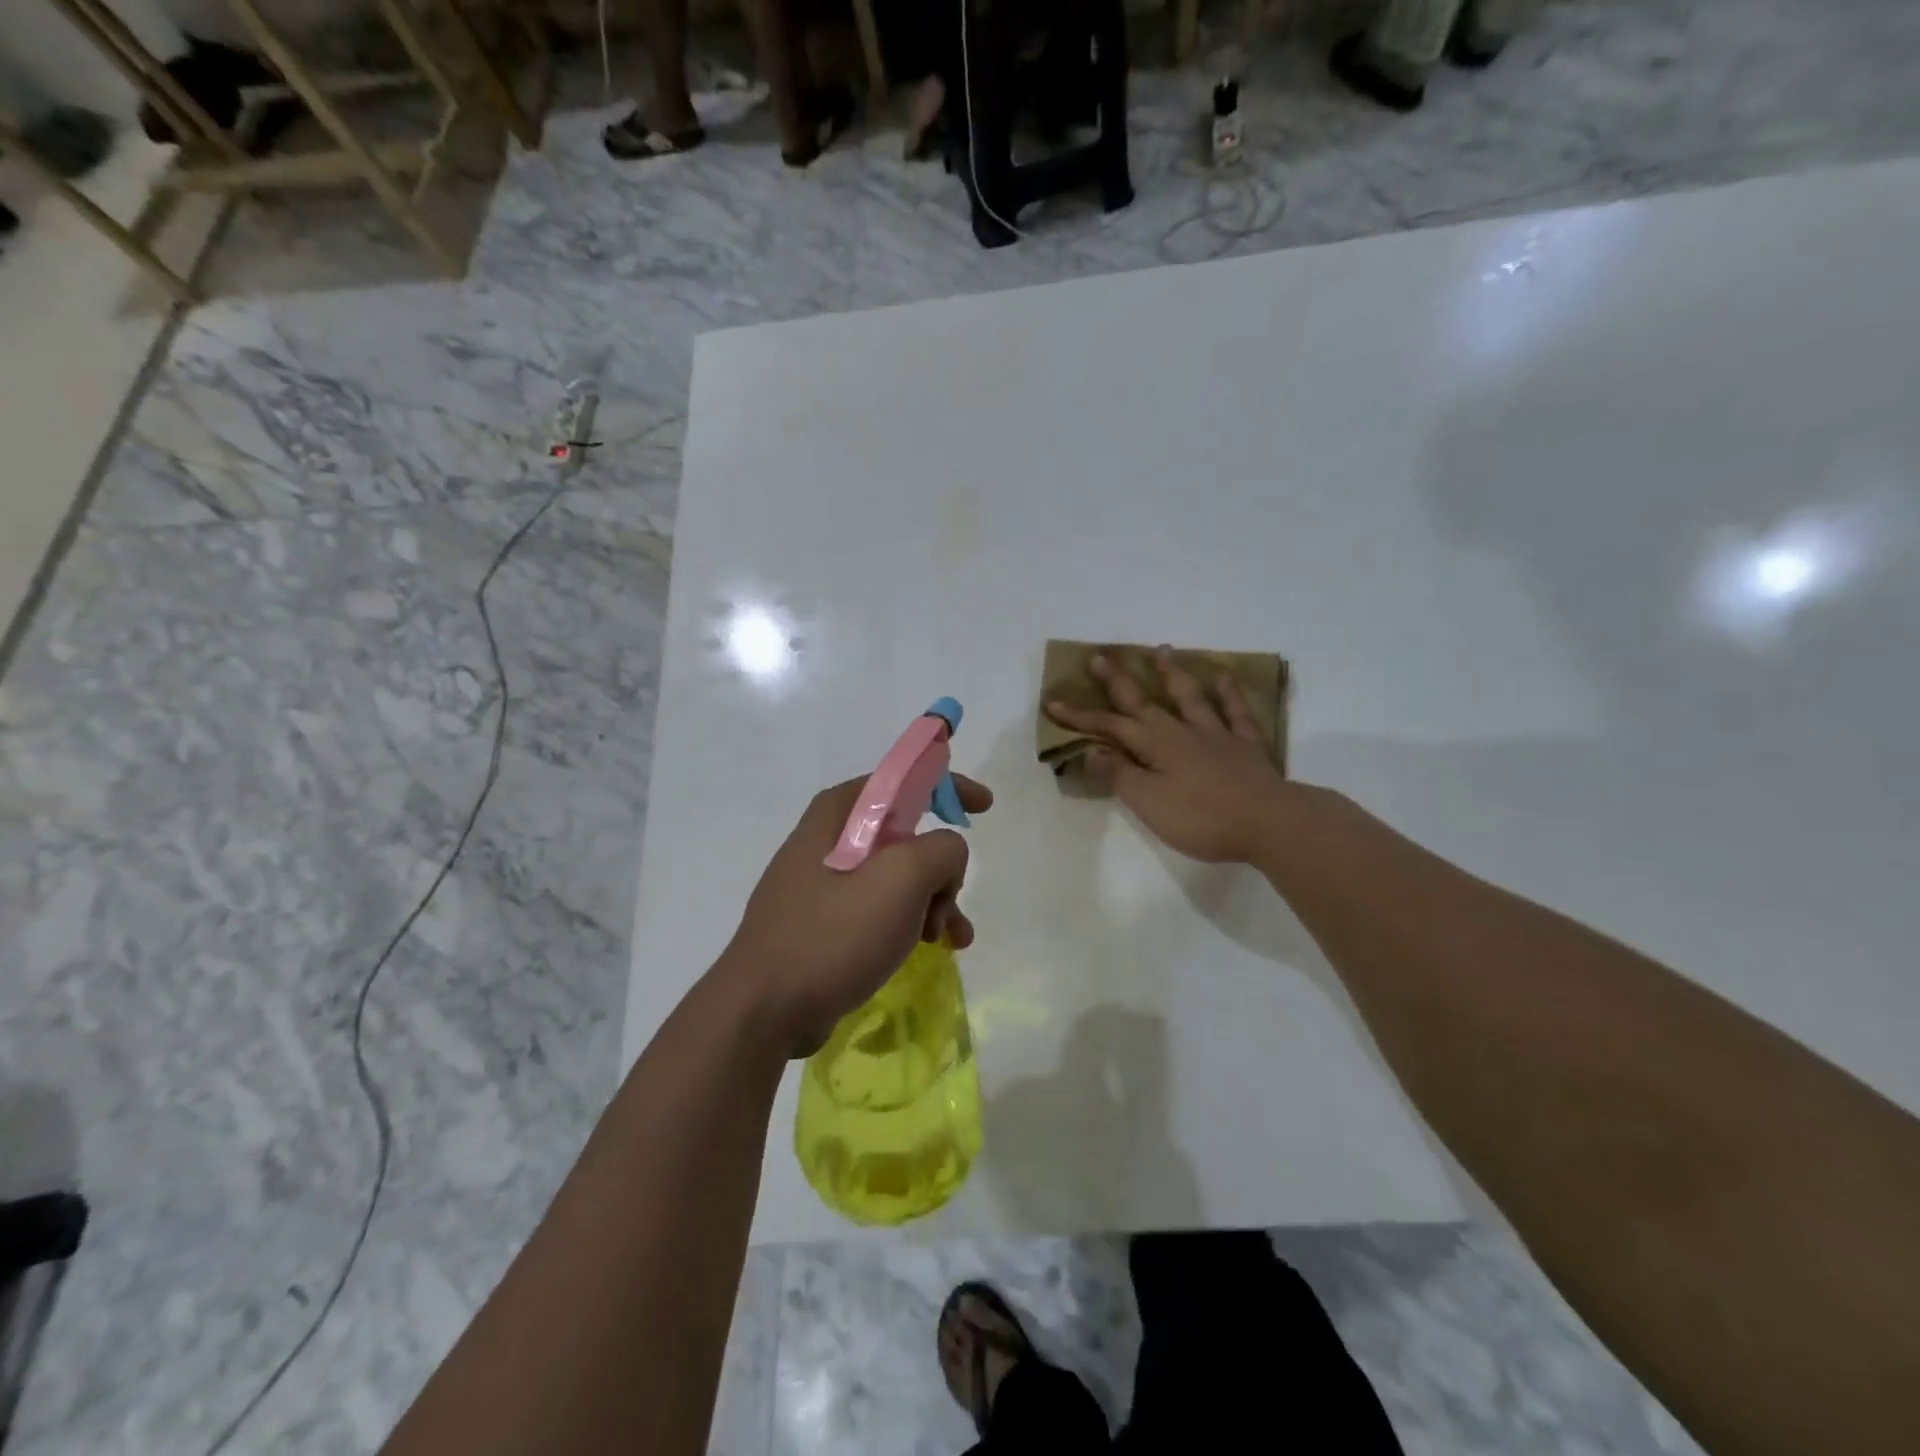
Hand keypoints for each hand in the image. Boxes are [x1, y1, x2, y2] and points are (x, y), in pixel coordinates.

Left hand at [717, 774, 993, 1057]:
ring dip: (933, 901)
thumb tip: (946, 857)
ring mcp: (823, 883)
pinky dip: (910, 922)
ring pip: (897, 877)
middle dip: (941, 867)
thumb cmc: (833, 933)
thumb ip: (942, 850)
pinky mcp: (824, 922)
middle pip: (905, 835)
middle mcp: (828, 840)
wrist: (765, 1010)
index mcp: (838, 814)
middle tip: (950, 900)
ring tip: (948, 938)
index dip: (947, 786)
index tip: (984, 807)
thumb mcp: (901, 878)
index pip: (902, 780)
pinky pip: (880, 909)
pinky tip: (930, 949)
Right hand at [1046, 647, 1288, 864]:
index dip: (1079, 717)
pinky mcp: (1247, 745)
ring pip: (1190, 696)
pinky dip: (1229, 692)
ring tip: (1160, 650)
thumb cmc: (1202, 818)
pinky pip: (1236, 711)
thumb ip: (1119, 775)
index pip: (1108, 727)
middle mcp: (1182, 731)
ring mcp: (1217, 734)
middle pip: (1143, 701)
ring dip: (1172, 673)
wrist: (1269, 822)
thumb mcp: (1148, 802)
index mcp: (1155, 745)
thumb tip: (1090, 751)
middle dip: (1117, 680)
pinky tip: (1224, 676)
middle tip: (1099, 656)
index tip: (1052, 702)